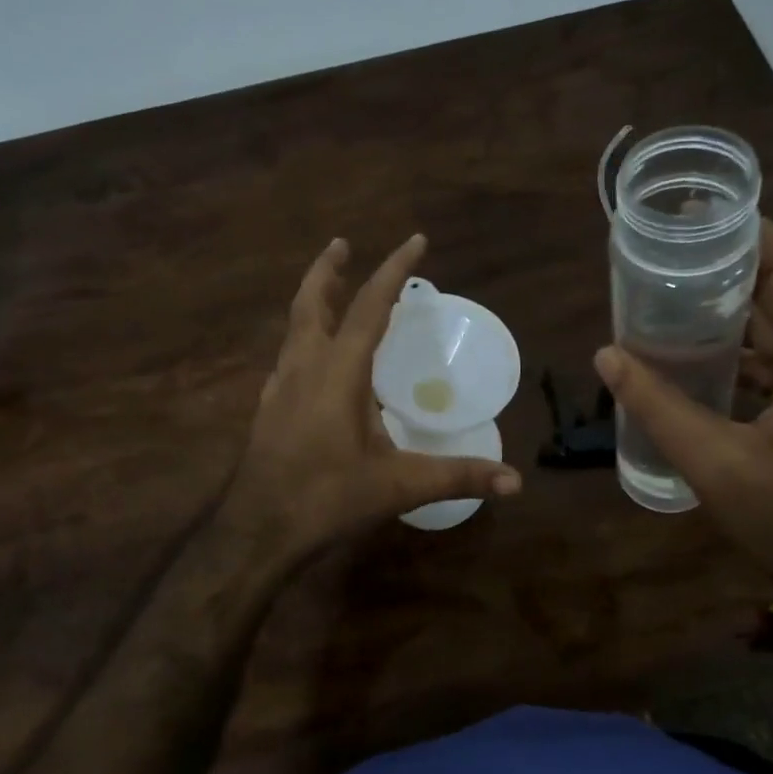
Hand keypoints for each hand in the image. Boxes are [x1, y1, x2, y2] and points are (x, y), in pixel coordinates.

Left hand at [221, 234, 521, 566]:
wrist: (256, 533)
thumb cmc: (326, 500)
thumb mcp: (398, 487)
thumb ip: (457, 477)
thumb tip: (516, 482)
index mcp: (338, 373)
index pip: (370, 308)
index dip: (393, 271)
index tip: (415, 240)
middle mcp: (304, 368)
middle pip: (312, 303)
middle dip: (329, 270)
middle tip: (342, 244)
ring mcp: (279, 388)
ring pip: (294, 329)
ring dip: (314, 302)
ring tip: (331, 291)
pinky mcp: (267, 411)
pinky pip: (288, 359)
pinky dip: (304, 342)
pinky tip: (312, 361)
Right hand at [594, 220, 772, 599]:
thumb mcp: (716, 463)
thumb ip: (658, 406)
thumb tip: (606, 355)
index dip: (746, 233)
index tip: (691, 217)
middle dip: (727, 264)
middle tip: (665, 252)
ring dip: (727, 304)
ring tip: (667, 290)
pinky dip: (733, 343)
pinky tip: (686, 346)